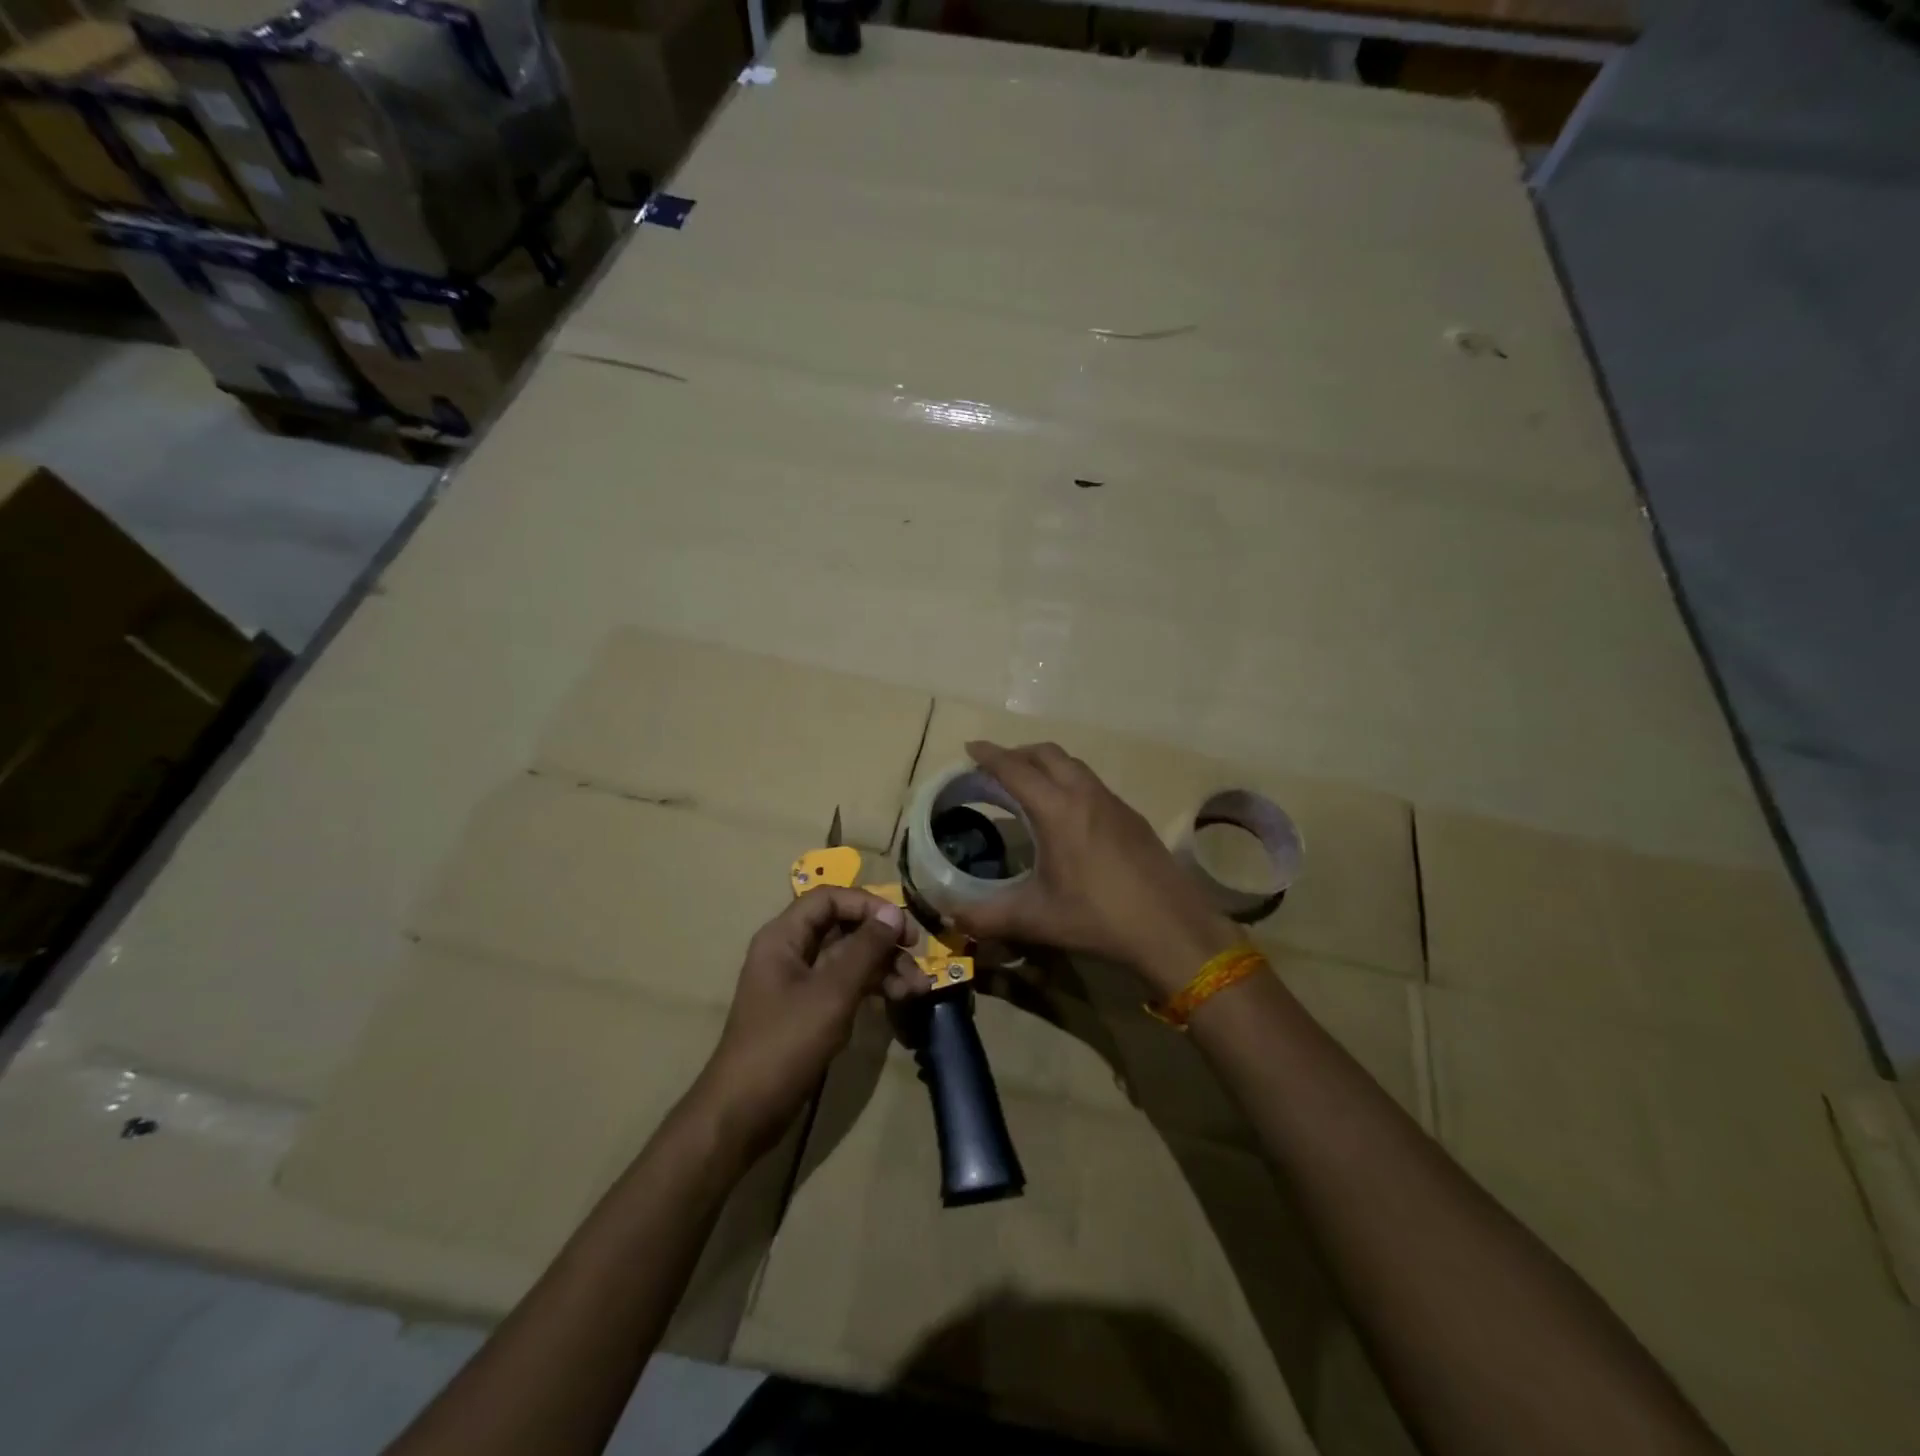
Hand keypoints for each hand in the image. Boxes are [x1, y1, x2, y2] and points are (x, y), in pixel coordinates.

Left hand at [695, 888, 918, 1156]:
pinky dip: (872, 988)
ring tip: (916, 989)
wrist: (744, 1113)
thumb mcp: (831, 993)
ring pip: (849, 958)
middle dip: (883, 941)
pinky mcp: (810, 1010)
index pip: (830, 899)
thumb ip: (864, 949)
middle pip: (843, 927)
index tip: (902, 926)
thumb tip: (892, 912)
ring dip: (884, 967)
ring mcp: (800, 982)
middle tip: (916, 958)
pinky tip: (898, 1000)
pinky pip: (846, 984)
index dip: (868, 905)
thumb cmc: (784, 1044)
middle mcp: (791, 951)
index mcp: (784, 937)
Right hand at [955, 741, 1243, 998]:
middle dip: (1017, 753)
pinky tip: (1067, 814)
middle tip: (995, 767)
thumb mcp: (1036, 919)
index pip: (1015, 769)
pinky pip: (1092, 783)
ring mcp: (1113, 803)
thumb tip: (952, 917)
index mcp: (1057, 810)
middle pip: (1047, 754)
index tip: (970, 747)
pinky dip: (1069, 782)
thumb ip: (988, 916)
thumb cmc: (1098, 918)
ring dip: (1046, 765)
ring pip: (1073, 766)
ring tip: (1028, 786)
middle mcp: (1085, 794)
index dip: (989, 756)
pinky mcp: (1132, 817)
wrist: (1171, 927)